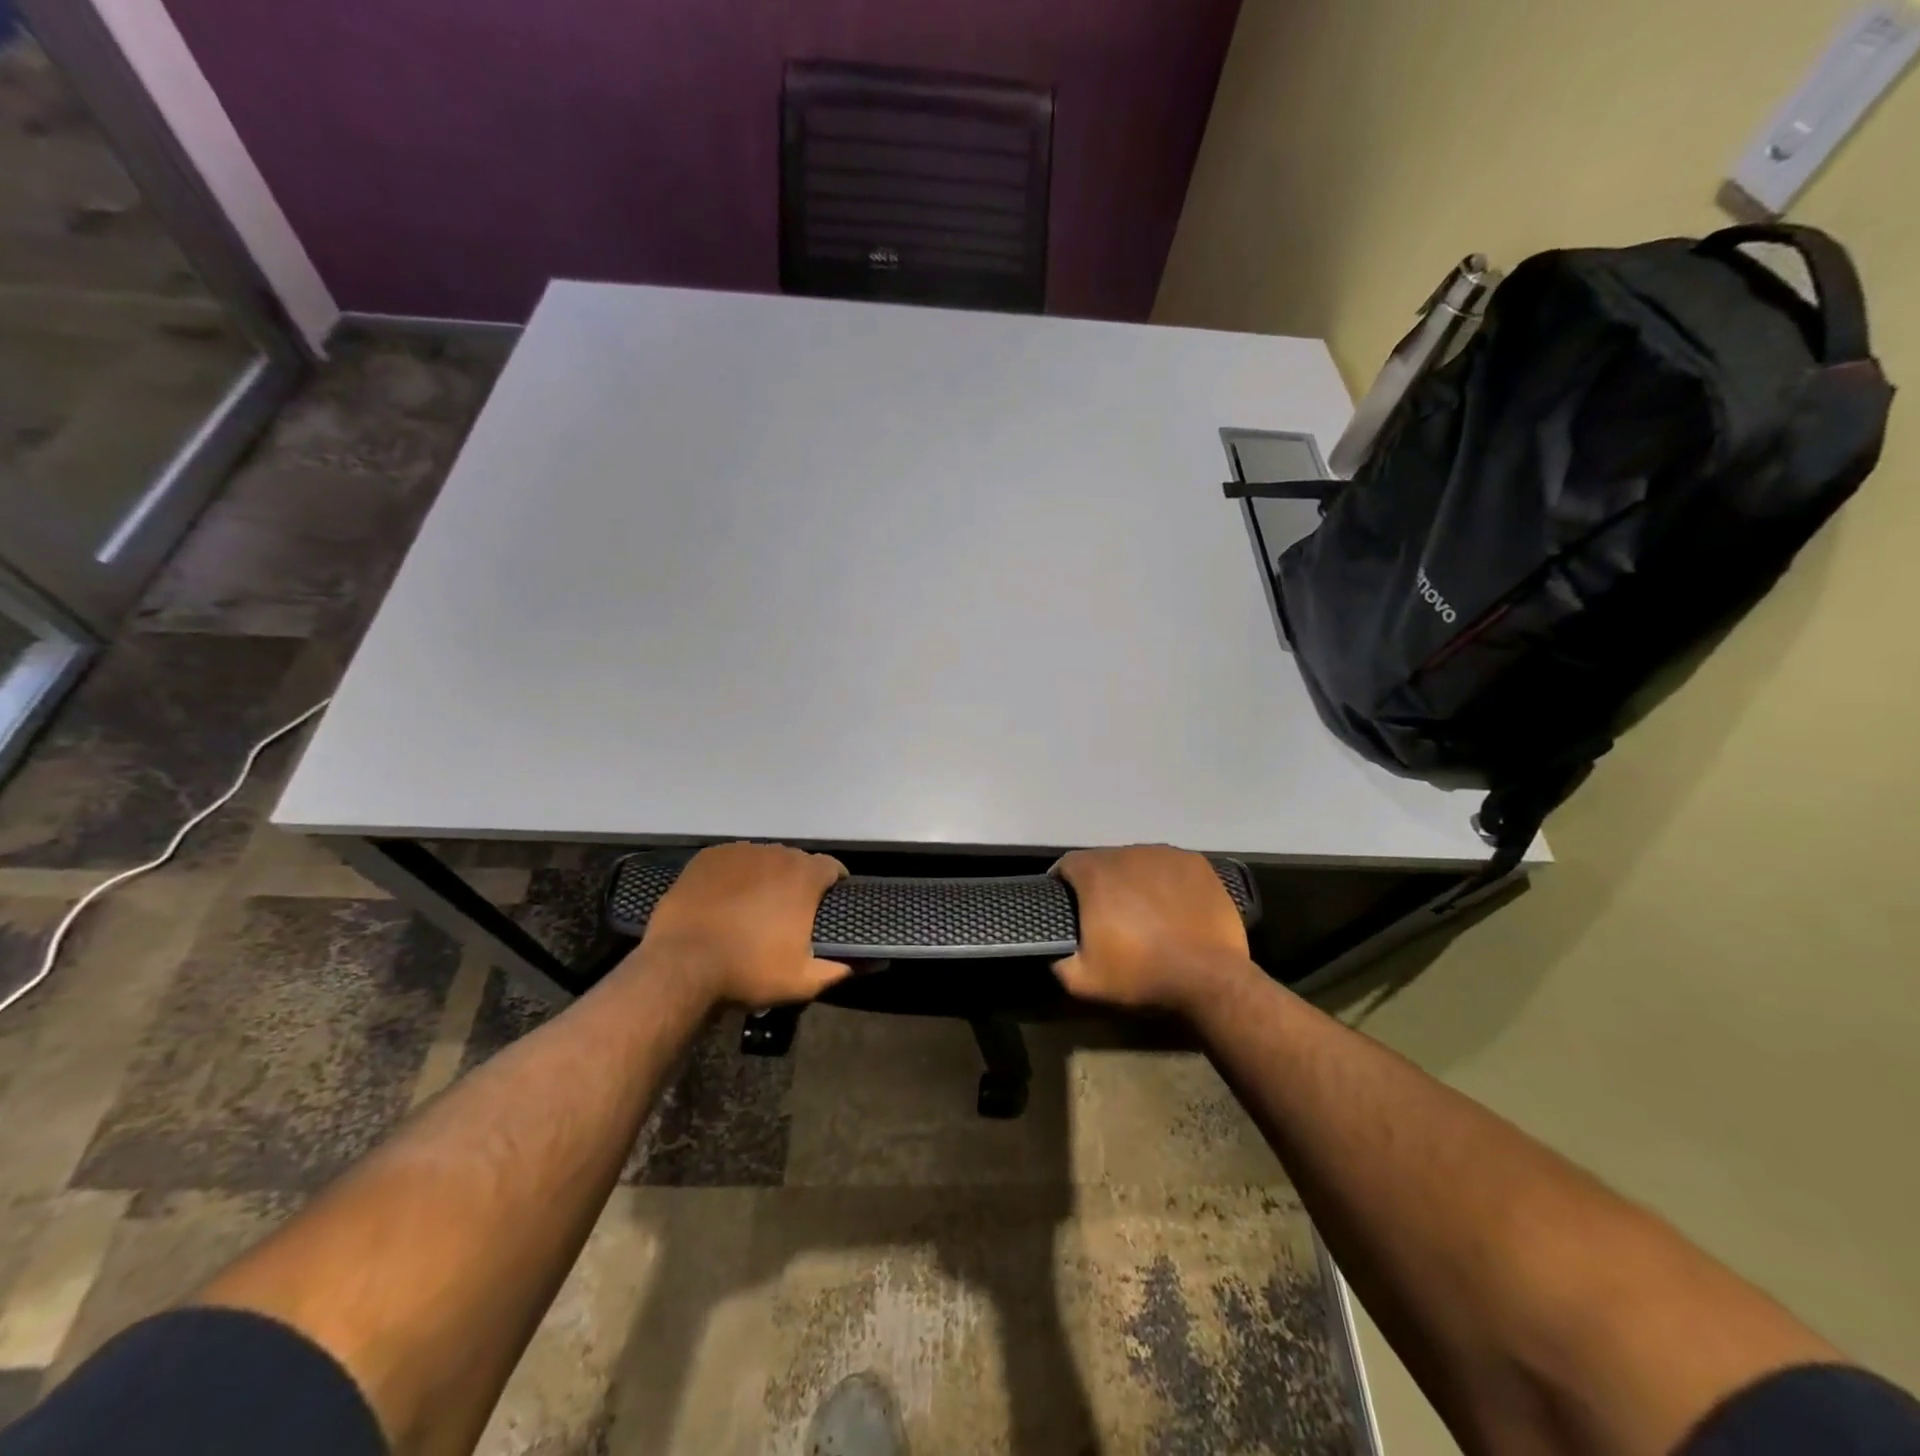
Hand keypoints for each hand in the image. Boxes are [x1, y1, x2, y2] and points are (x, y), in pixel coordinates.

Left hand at [631, 842, 849, 1008]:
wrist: (682, 966)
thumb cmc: (749, 971)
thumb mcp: (803, 981)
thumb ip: (838, 969)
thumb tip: (864, 964)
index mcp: (804, 876)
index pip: (832, 867)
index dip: (835, 883)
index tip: (830, 903)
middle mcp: (775, 853)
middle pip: (796, 861)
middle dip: (798, 882)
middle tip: (789, 912)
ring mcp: (739, 852)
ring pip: (763, 859)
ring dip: (766, 877)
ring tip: (754, 906)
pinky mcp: (707, 858)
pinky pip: (732, 861)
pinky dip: (735, 876)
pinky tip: (725, 899)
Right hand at [1052, 845, 1254, 1015]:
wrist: (1209, 978)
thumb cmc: (1142, 975)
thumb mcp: (1083, 980)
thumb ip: (1057, 959)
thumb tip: (1051, 950)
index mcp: (1095, 873)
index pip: (1067, 865)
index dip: (1063, 883)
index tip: (1068, 906)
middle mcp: (1128, 852)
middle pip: (1104, 861)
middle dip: (1101, 884)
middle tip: (1108, 915)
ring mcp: (1165, 854)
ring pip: (1138, 861)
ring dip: (1133, 880)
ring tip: (1143, 910)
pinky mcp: (1196, 863)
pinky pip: (1169, 866)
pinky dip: (1165, 880)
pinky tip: (1172, 906)